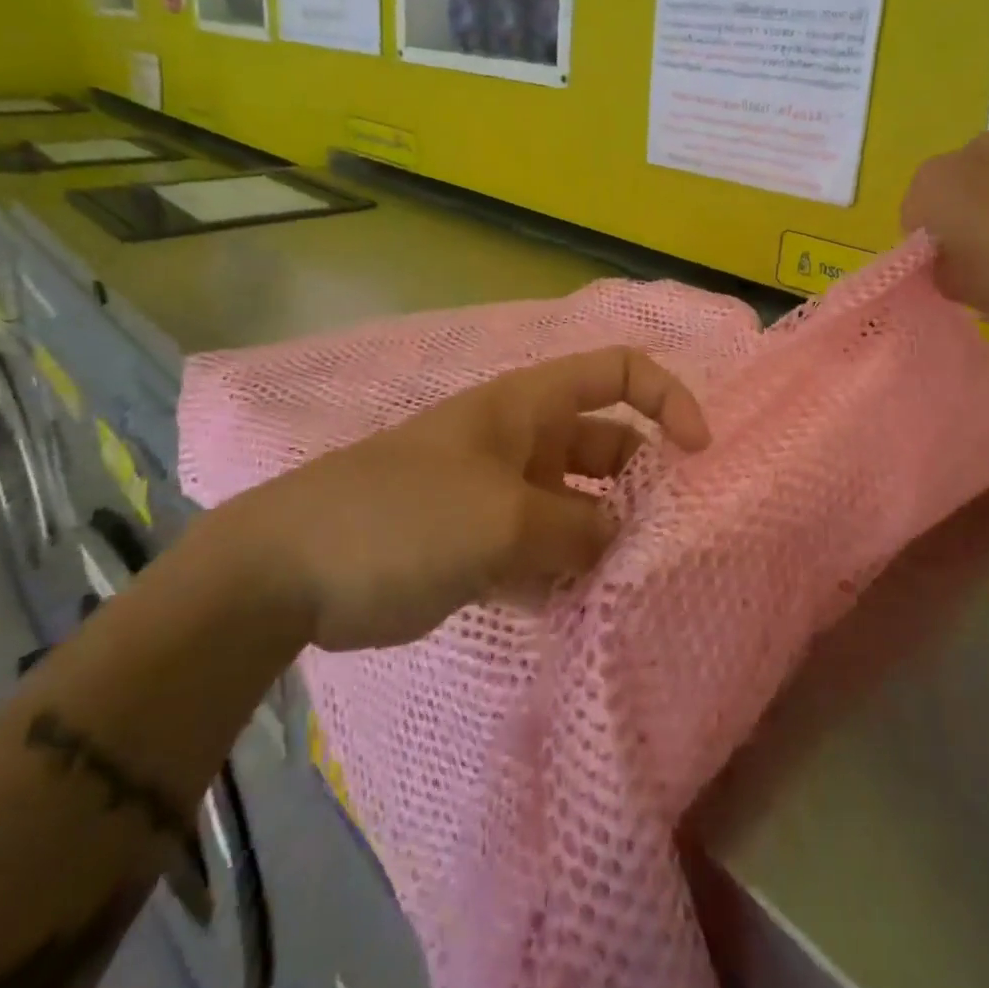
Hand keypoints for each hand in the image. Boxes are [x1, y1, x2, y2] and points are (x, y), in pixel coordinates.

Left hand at [219, 347, 710, 651]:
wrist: (291, 570)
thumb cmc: (403, 517)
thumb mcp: (501, 521)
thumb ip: (575, 531)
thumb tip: (619, 542)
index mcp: (529, 407)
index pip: (617, 372)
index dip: (668, 398)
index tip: (698, 454)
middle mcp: (524, 441)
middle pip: (608, 447)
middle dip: (643, 488)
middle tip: (671, 546)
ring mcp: (503, 493)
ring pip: (579, 508)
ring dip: (607, 542)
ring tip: (635, 590)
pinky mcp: (483, 543)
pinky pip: (545, 551)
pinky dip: (568, 575)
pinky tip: (586, 615)